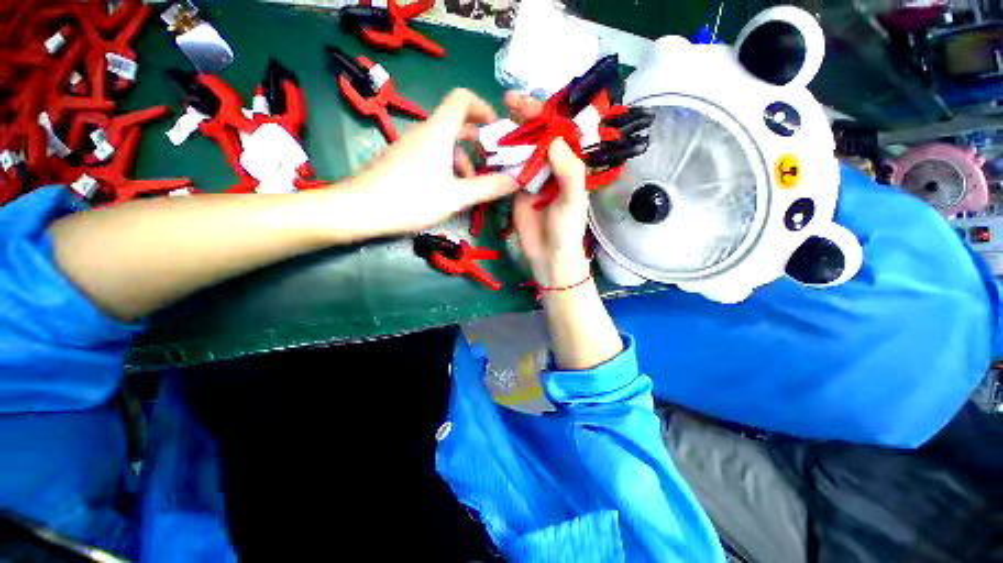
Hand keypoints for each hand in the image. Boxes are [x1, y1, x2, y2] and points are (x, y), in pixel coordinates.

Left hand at [349, 89, 518, 235]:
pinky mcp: (403, 160)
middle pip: (456, 123)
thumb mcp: (456, 197)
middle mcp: (425, 132)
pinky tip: (450, 190)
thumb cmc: (412, 199)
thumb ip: (488, 187)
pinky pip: (432, 154)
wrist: (362, 209)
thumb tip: (516, 180)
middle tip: (493, 161)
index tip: (497, 130)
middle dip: (479, 140)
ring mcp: (411, 146)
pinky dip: (448, 166)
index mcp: (438, 131)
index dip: (483, 107)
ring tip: (473, 185)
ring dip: (464, 160)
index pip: (463, 98)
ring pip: (445, 143)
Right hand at [506, 92, 590, 286]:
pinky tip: (489, 148)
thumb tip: (551, 137)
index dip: (542, 114)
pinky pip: (508, 168)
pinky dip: (499, 157)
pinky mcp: (516, 190)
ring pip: (520, 149)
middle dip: (523, 118)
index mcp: (568, 165)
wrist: (548, 256)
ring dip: (508, 135)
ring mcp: (531, 178)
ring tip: (493, 123)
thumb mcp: (573, 200)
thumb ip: (568, 169)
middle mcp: (550, 167)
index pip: (556, 131)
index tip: (523, 103)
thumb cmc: (566, 230)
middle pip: (537, 136)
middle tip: (505, 103)